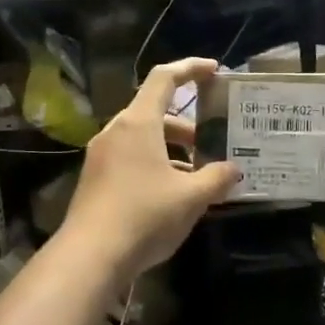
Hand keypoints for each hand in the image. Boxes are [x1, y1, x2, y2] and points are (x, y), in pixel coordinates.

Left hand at [60, 58, 239, 277]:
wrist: (90, 256)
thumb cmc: (145, 215)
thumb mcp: (191, 197)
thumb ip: (217, 178)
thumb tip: (234, 170)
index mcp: (138, 123)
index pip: (164, 79)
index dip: (190, 69)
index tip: (214, 69)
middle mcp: (116, 132)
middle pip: (154, 112)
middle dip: (187, 125)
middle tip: (212, 141)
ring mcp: (101, 156)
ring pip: (143, 139)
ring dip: (172, 149)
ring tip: (198, 173)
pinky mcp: (95, 180)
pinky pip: (130, 159)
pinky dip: (155, 164)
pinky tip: (172, 194)